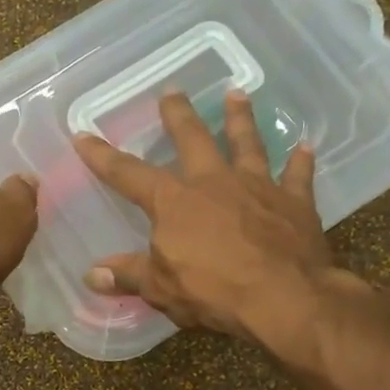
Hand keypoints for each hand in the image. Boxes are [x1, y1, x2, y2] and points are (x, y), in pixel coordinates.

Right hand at [73, 91, 335, 342]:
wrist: (285, 297)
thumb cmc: (214, 292)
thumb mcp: (161, 289)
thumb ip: (129, 276)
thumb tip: (91, 276)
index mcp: (174, 201)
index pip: (128, 174)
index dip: (103, 157)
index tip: (83, 135)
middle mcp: (214, 182)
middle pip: (193, 139)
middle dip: (178, 115)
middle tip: (173, 91)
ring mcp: (257, 187)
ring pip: (247, 143)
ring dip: (241, 119)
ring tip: (237, 94)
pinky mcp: (295, 202)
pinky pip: (298, 176)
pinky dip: (301, 162)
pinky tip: (305, 146)